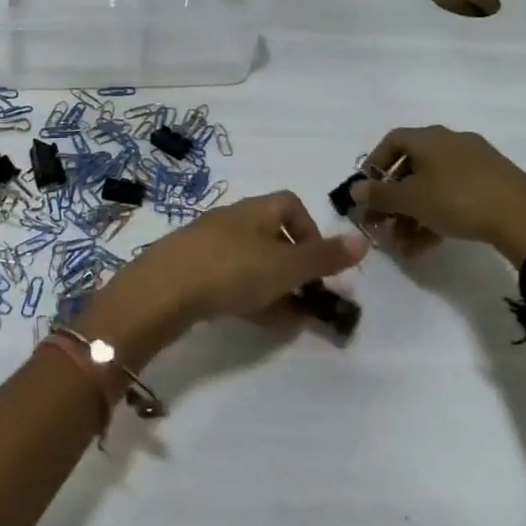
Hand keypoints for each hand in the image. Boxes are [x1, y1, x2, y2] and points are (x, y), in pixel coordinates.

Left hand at [76, 192, 367, 366]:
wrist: (163, 289)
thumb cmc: (232, 270)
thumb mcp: (286, 267)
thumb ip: (324, 257)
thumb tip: (363, 239)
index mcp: (255, 210)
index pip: (291, 204)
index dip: (311, 230)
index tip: (318, 263)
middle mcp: (231, 220)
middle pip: (271, 236)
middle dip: (292, 268)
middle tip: (305, 298)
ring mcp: (206, 244)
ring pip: (249, 262)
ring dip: (272, 287)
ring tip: (286, 319)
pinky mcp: (187, 269)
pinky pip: (226, 279)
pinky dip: (246, 297)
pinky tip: (254, 321)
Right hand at [351, 127, 525, 267]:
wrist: (524, 217)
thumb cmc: (457, 199)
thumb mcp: (411, 200)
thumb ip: (379, 195)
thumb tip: (355, 190)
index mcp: (430, 138)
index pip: (392, 141)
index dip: (374, 165)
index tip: (367, 191)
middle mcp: (451, 143)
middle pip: (411, 167)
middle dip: (393, 198)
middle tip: (382, 223)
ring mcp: (476, 163)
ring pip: (432, 185)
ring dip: (412, 214)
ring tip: (403, 244)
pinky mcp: (494, 183)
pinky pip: (454, 195)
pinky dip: (436, 215)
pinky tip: (428, 245)